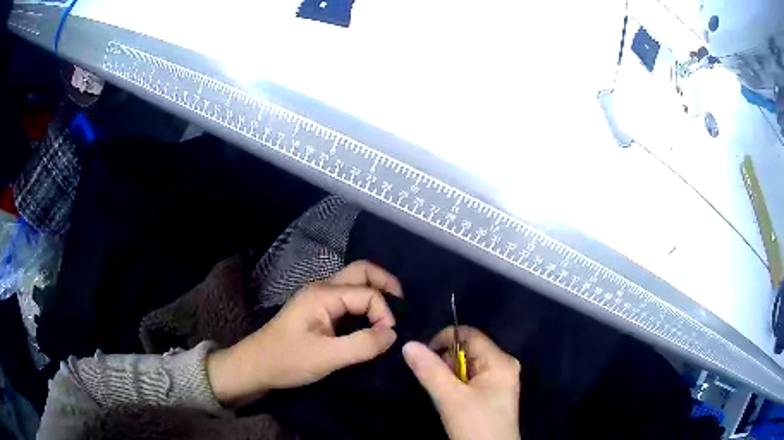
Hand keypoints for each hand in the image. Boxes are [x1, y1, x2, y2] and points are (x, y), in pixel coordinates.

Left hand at [207, 261, 402, 405]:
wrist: (256, 366)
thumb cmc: (287, 361)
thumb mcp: (327, 357)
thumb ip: (363, 345)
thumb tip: (393, 334)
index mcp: (323, 294)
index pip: (368, 293)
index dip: (385, 313)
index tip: (389, 338)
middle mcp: (322, 288)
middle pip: (362, 272)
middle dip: (386, 284)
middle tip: (403, 306)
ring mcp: (319, 298)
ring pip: (355, 283)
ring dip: (376, 293)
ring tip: (392, 314)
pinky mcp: (318, 311)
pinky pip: (348, 299)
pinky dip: (365, 305)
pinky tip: (372, 322)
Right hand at [403, 326, 520, 439]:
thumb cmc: (475, 425)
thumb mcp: (451, 398)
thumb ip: (430, 371)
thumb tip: (408, 344)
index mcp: (500, 361)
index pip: (470, 334)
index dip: (444, 339)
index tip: (422, 354)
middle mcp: (503, 366)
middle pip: (468, 350)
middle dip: (445, 360)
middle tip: (429, 377)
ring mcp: (499, 381)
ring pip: (467, 366)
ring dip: (449, 373)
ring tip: (439, 389)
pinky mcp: (493, 394)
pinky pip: (471, 379)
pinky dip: (456, 383)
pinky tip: (449, 396)